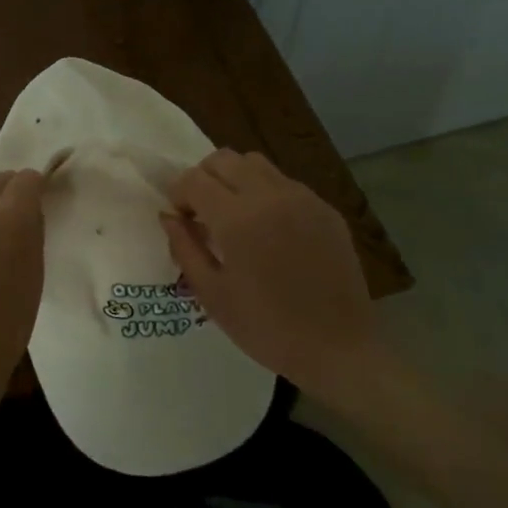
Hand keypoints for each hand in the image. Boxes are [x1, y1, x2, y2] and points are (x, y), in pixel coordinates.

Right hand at [161, 149, 380, 392]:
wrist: (339, 349)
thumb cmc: (267, 329)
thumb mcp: (213, 294)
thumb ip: (185, 248)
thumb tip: (169, 216)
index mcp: (237, 218)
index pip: (194, 179)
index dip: (179, 194)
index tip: (182, 220)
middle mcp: (269, 195)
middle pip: (223, 159)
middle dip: (204, 179)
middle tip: (204, 213)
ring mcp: (302, 198)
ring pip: (255, 163)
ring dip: (235, 178)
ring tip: (236, 215)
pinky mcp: (325, 208)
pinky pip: (285, 182)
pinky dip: (266, 192)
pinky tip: (270, 229)